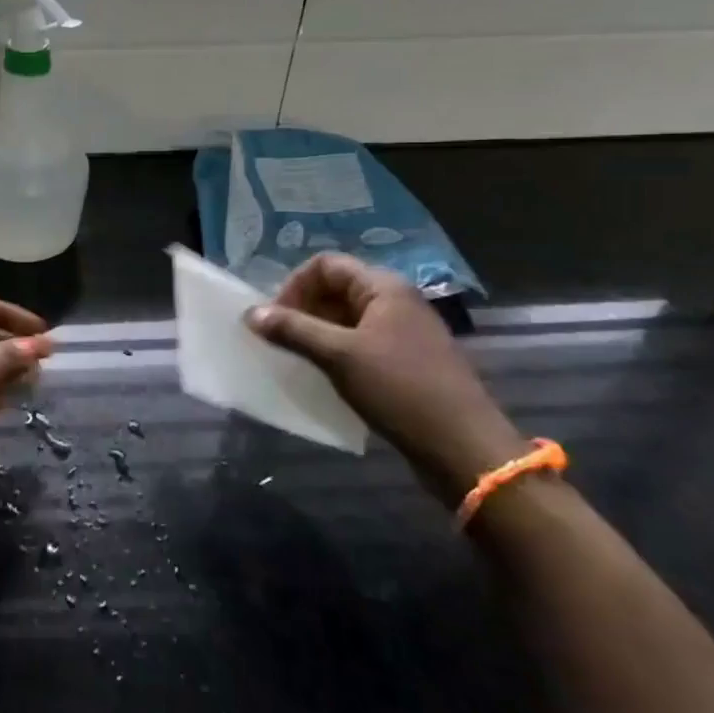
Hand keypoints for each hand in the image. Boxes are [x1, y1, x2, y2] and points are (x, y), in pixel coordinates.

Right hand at [244, 253, 525, 505]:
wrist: (463, 447)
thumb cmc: (399, 389)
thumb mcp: (338, 356)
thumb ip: (292, 330)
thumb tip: (250, 313)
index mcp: (383, 287)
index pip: (325, 264)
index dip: (294, 285)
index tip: (275, 318)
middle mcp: (396, 301)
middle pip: (336, 288)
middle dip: (302, 309)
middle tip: (281, 339)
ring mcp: (404, 331)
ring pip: (346, 318)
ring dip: (316, 332)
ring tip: (297, 358)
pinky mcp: (407, 360)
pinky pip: (360, 342)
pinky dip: (335, 351)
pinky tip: (324, 375)